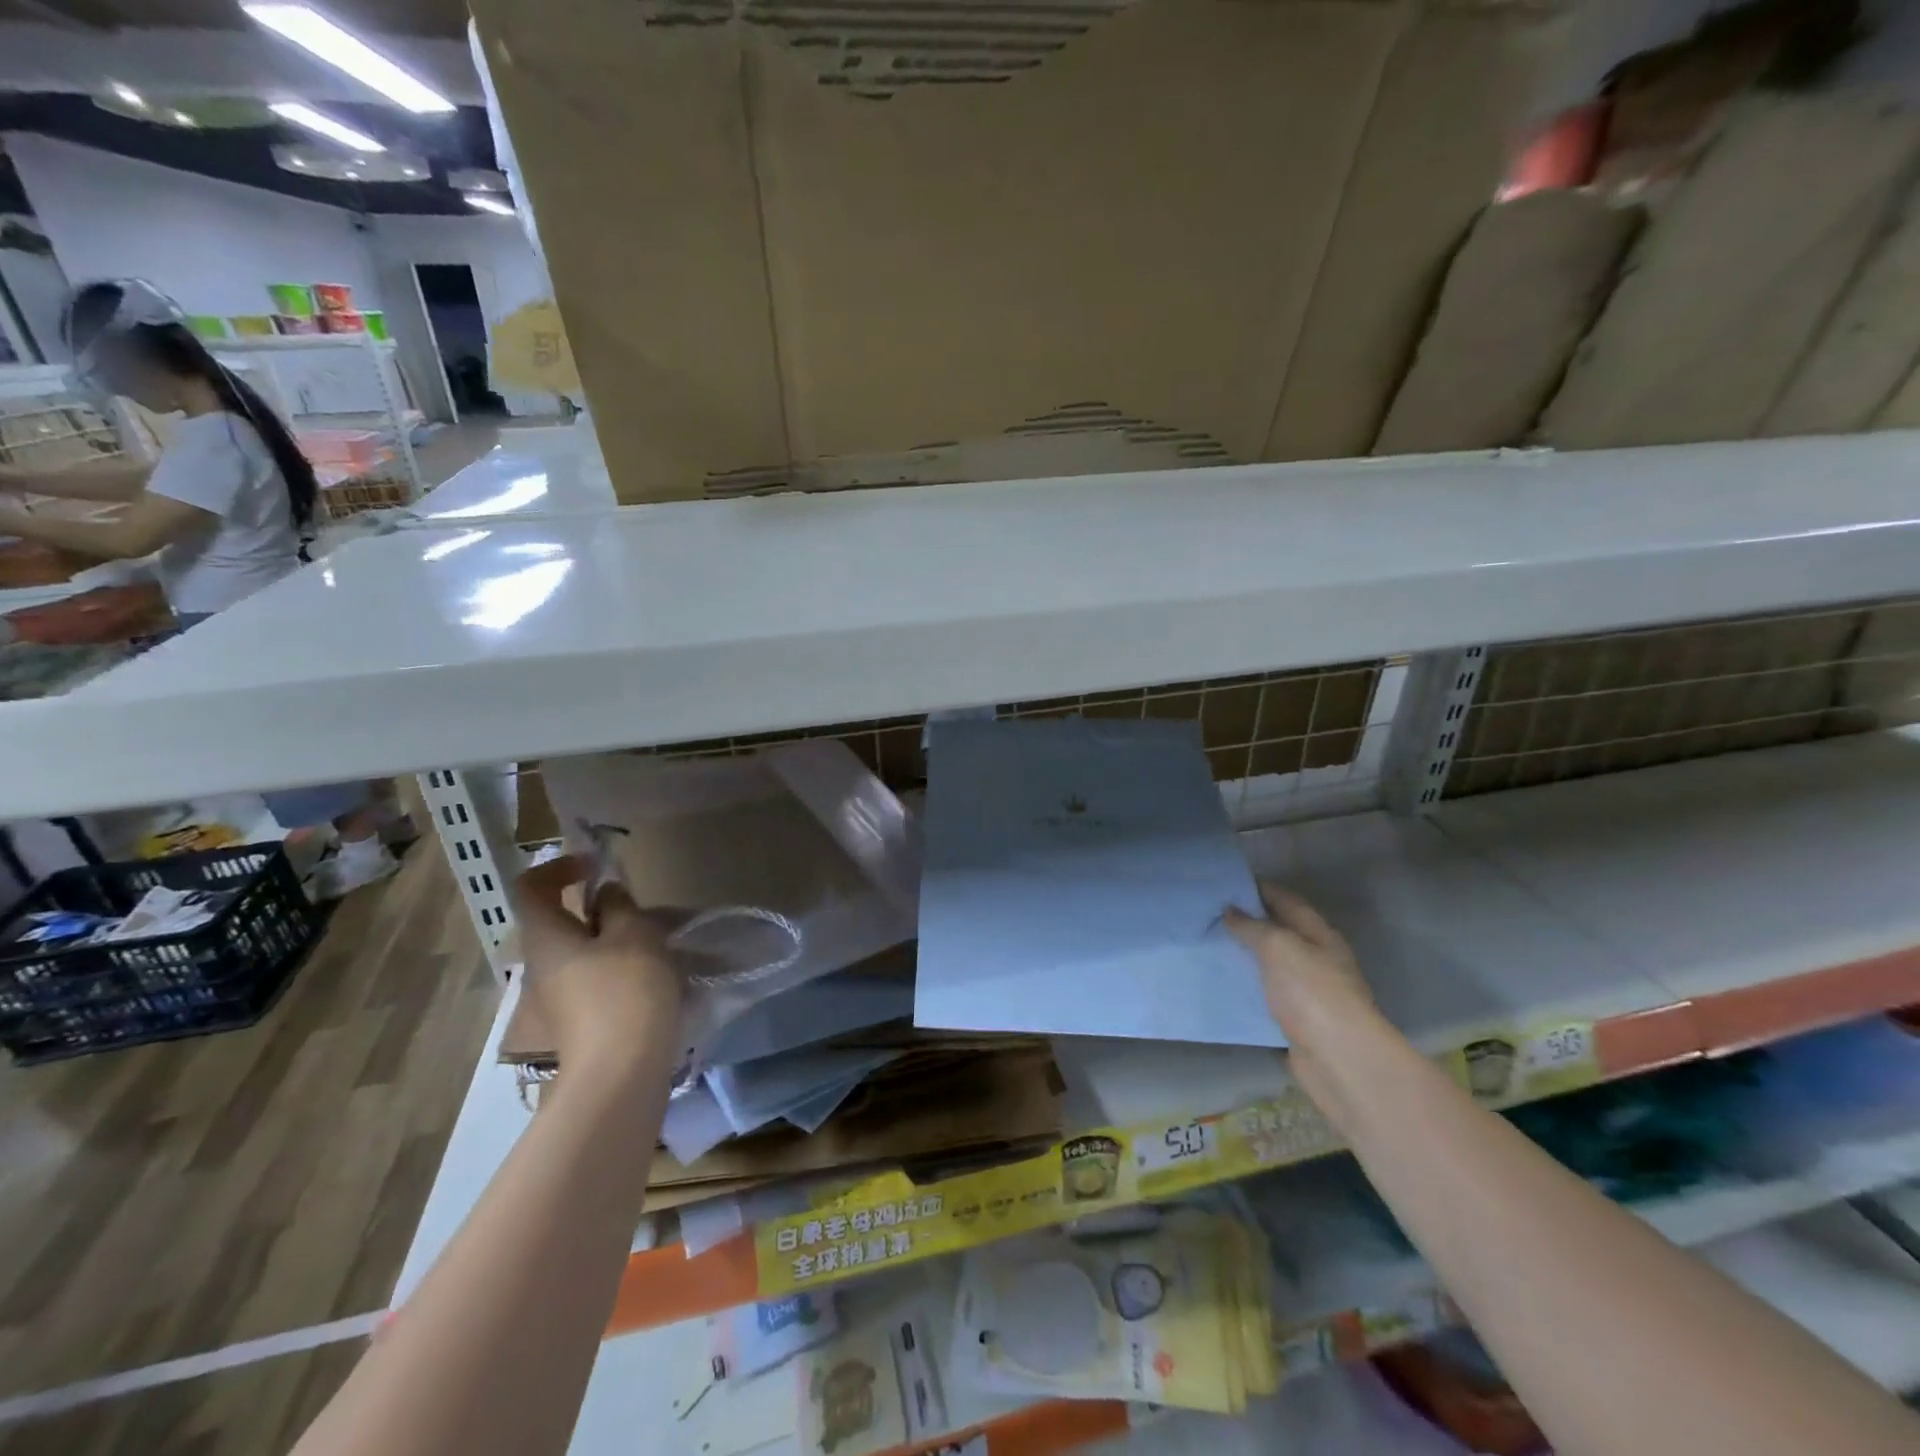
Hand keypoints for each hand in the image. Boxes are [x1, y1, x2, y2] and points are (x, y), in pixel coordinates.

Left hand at [511, 857, 683, 1092]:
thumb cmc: (625, 989)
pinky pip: (591, 978)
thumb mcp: (634, 933)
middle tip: (636, 907)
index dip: (559, 866)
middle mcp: (539, 965)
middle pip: (557, 921)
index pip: (531, 887)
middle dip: (595, 907)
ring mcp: (555, 998)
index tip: (597, 864)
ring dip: (610, 938)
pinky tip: (649, 975)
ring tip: (651, 941)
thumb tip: (606, 892)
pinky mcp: (576, 1022)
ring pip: (578, 951)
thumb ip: (620, 905)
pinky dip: (616, 966)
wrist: (620, 1072)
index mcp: (545, 937)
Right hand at [1225, 883, 1377, 1109]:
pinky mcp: (1295, 1021)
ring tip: (1207, 945)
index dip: (1258, 889)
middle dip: (1247, 922)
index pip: (1286, 901)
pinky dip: (1245, 987)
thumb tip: (1230, 910)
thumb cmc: (1313, 993)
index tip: (1223, 884)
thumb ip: (1253, 927)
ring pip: (1270, 965)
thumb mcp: (1279, 947)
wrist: (1340, 1060)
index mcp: (1319, 935)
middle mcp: (1316, 959)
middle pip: (1279, 932)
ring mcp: (1307, 992)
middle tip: (1207, 914)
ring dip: (1244, 956)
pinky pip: (1265, 996)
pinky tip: (1220, 983)